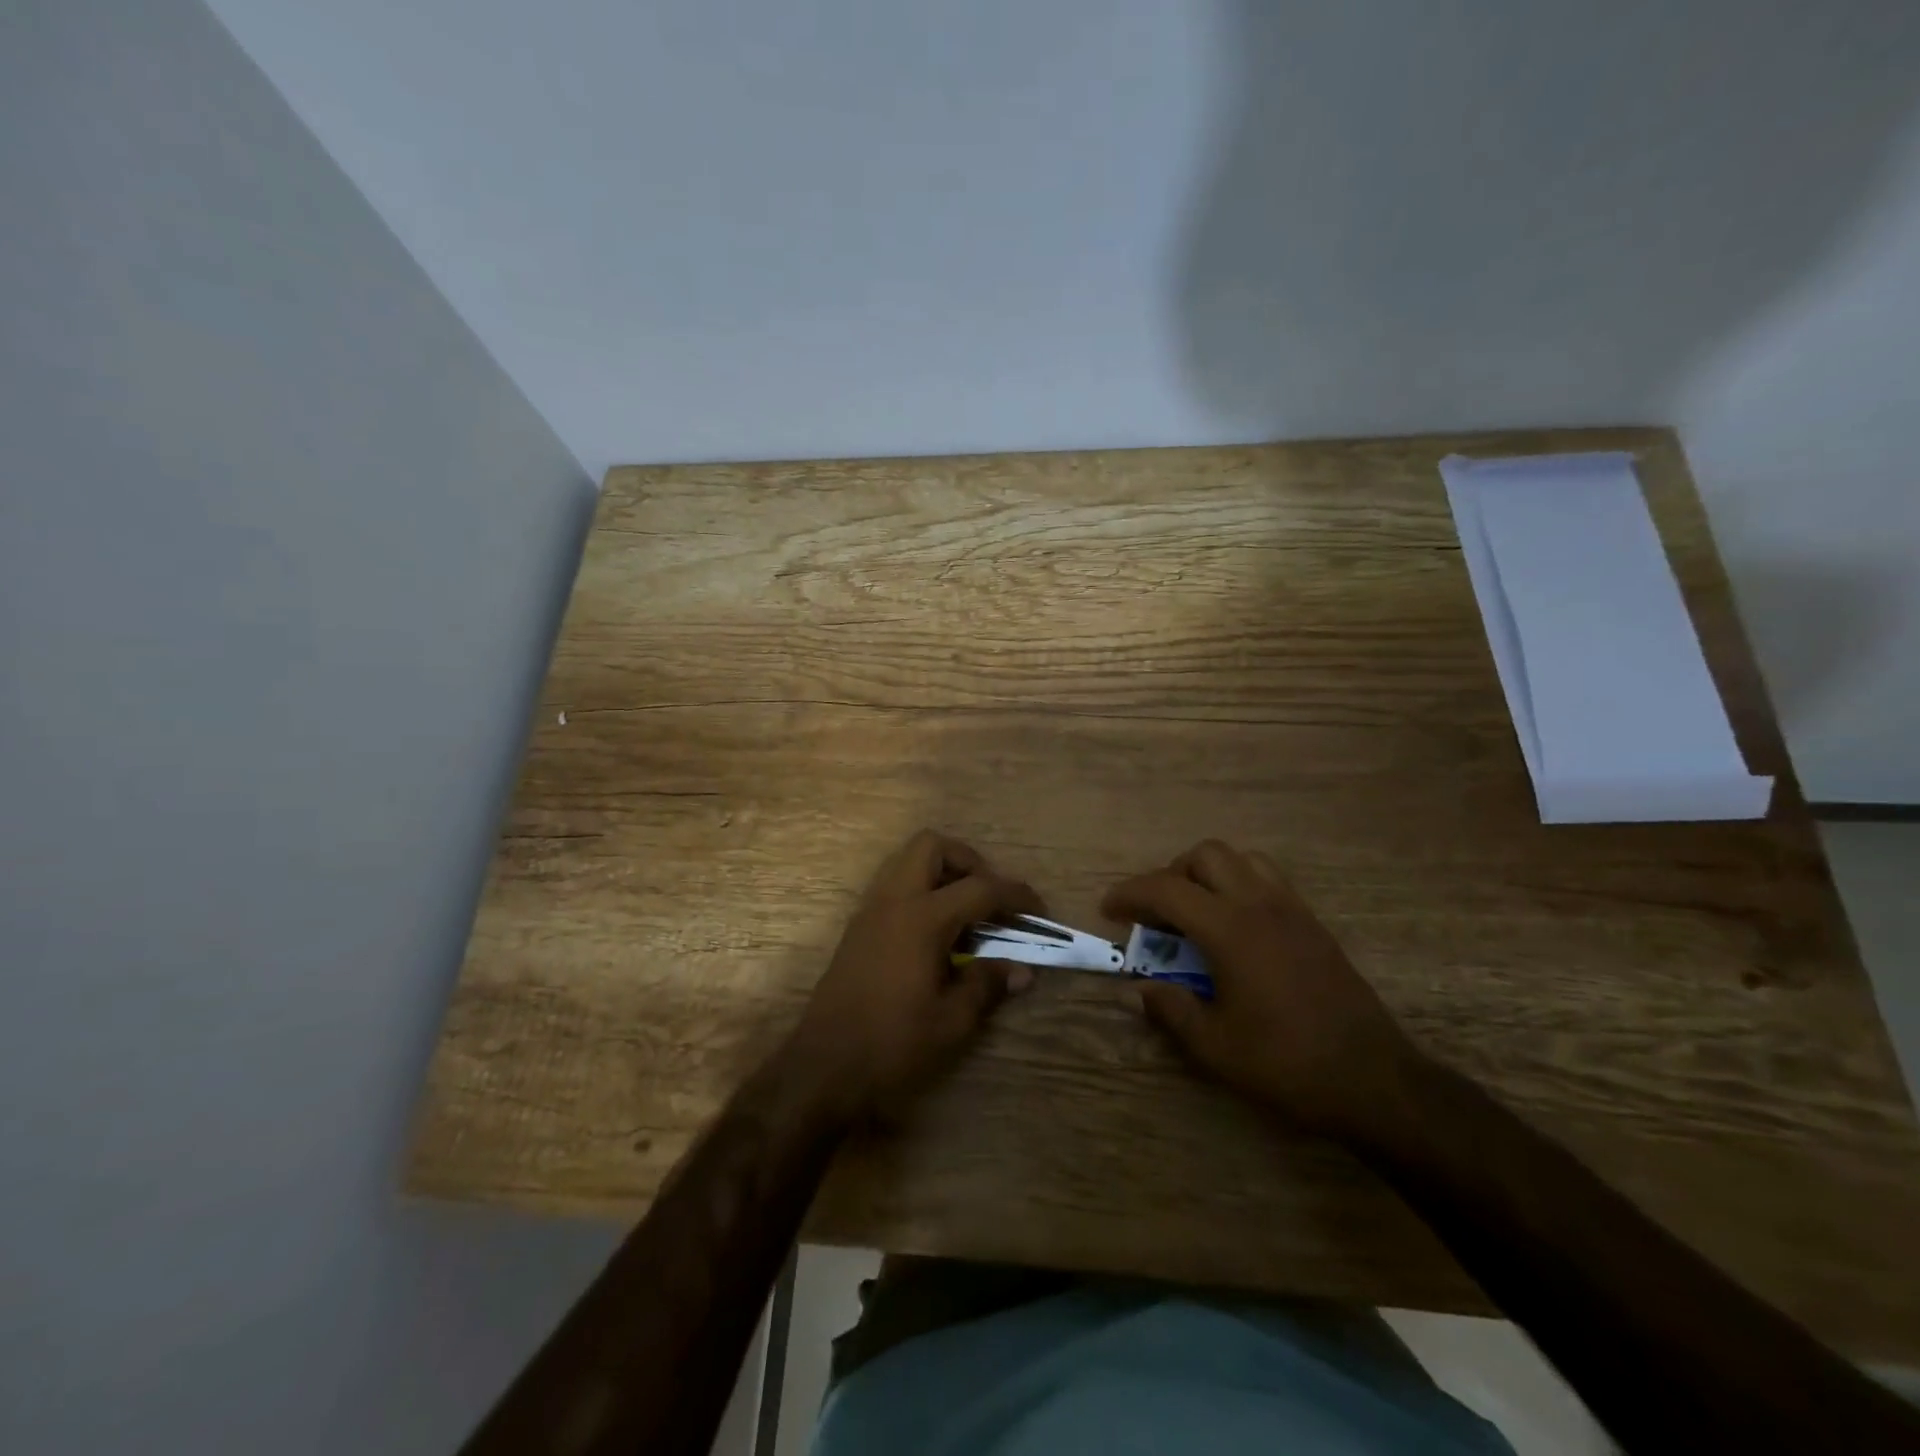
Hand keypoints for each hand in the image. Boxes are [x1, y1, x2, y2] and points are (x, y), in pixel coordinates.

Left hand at [786, 830, 1043, 1121]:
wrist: (824, 1067)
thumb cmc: (892, 1043)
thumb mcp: (952, 1021)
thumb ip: (987, 984)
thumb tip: (1021, 970)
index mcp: (921, 918)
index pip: (980, 888)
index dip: (1016, 895)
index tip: (1038, 911)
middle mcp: (893, 901)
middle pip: (932, 846)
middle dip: (969, 861)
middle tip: (989, 899)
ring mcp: (870, 910)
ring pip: (907, 861)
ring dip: (942, 873)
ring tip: (966, 914)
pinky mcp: (858, 927)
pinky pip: (894, 886)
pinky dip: (921, 892)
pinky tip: (937, 934)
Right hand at [1105, 840, 1423, 1143]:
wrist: (1374, 1080)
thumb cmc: (1287, 1063)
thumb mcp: (1215, 1046)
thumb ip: (1170, 1009)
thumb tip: (1134, 991)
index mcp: (1230, 929)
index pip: (1167, 889)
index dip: (1130, 892)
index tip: (1109, 909)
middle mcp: (1260, 905)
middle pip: (1205, 855)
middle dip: (1172, 874)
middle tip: (1158, 914)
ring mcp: (1292, 910)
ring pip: (1242, 859)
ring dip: (1210, 874)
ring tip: (1197, 913)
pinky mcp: (1314, 923)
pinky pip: (1269, 879)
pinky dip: (1240, 885)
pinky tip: (1236, 928)